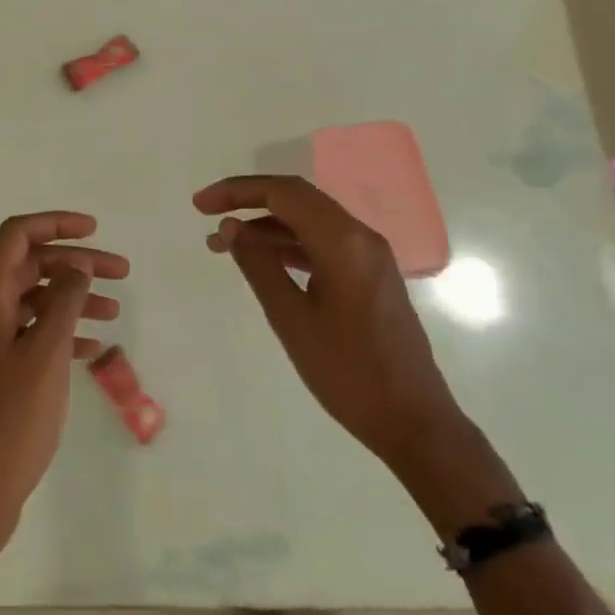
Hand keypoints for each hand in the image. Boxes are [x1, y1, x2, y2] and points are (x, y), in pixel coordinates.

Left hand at [0, 212, 126, 546]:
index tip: (94, 230)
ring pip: (34, 299)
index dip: (55, 223)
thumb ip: (64, 301)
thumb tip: (77, 267)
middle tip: (121, 272)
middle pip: (30, 266)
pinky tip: (93, 346)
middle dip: (75, 264)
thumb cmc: (12, 417)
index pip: (16, 236)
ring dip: (73, 298)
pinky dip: (61, 330)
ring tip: (115, 311)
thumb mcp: (46, 353)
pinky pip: (32, 333)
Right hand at [194, 176, 462, 468]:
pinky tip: (262, 260)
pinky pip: (323, 242)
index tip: (200, 205)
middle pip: (297, 198)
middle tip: (207, 212)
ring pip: (309, 220)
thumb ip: (258, 265)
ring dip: (266, 225)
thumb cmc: (348, 373)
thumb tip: (230, 227)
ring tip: (222, 244)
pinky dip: (288, 244)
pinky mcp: (371, 274)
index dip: (237, 192)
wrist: (415, 423)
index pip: (283, 193)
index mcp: (343, 242)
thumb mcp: (291, 319)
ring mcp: (369, 255)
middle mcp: (360, 237)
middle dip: (249, 200)